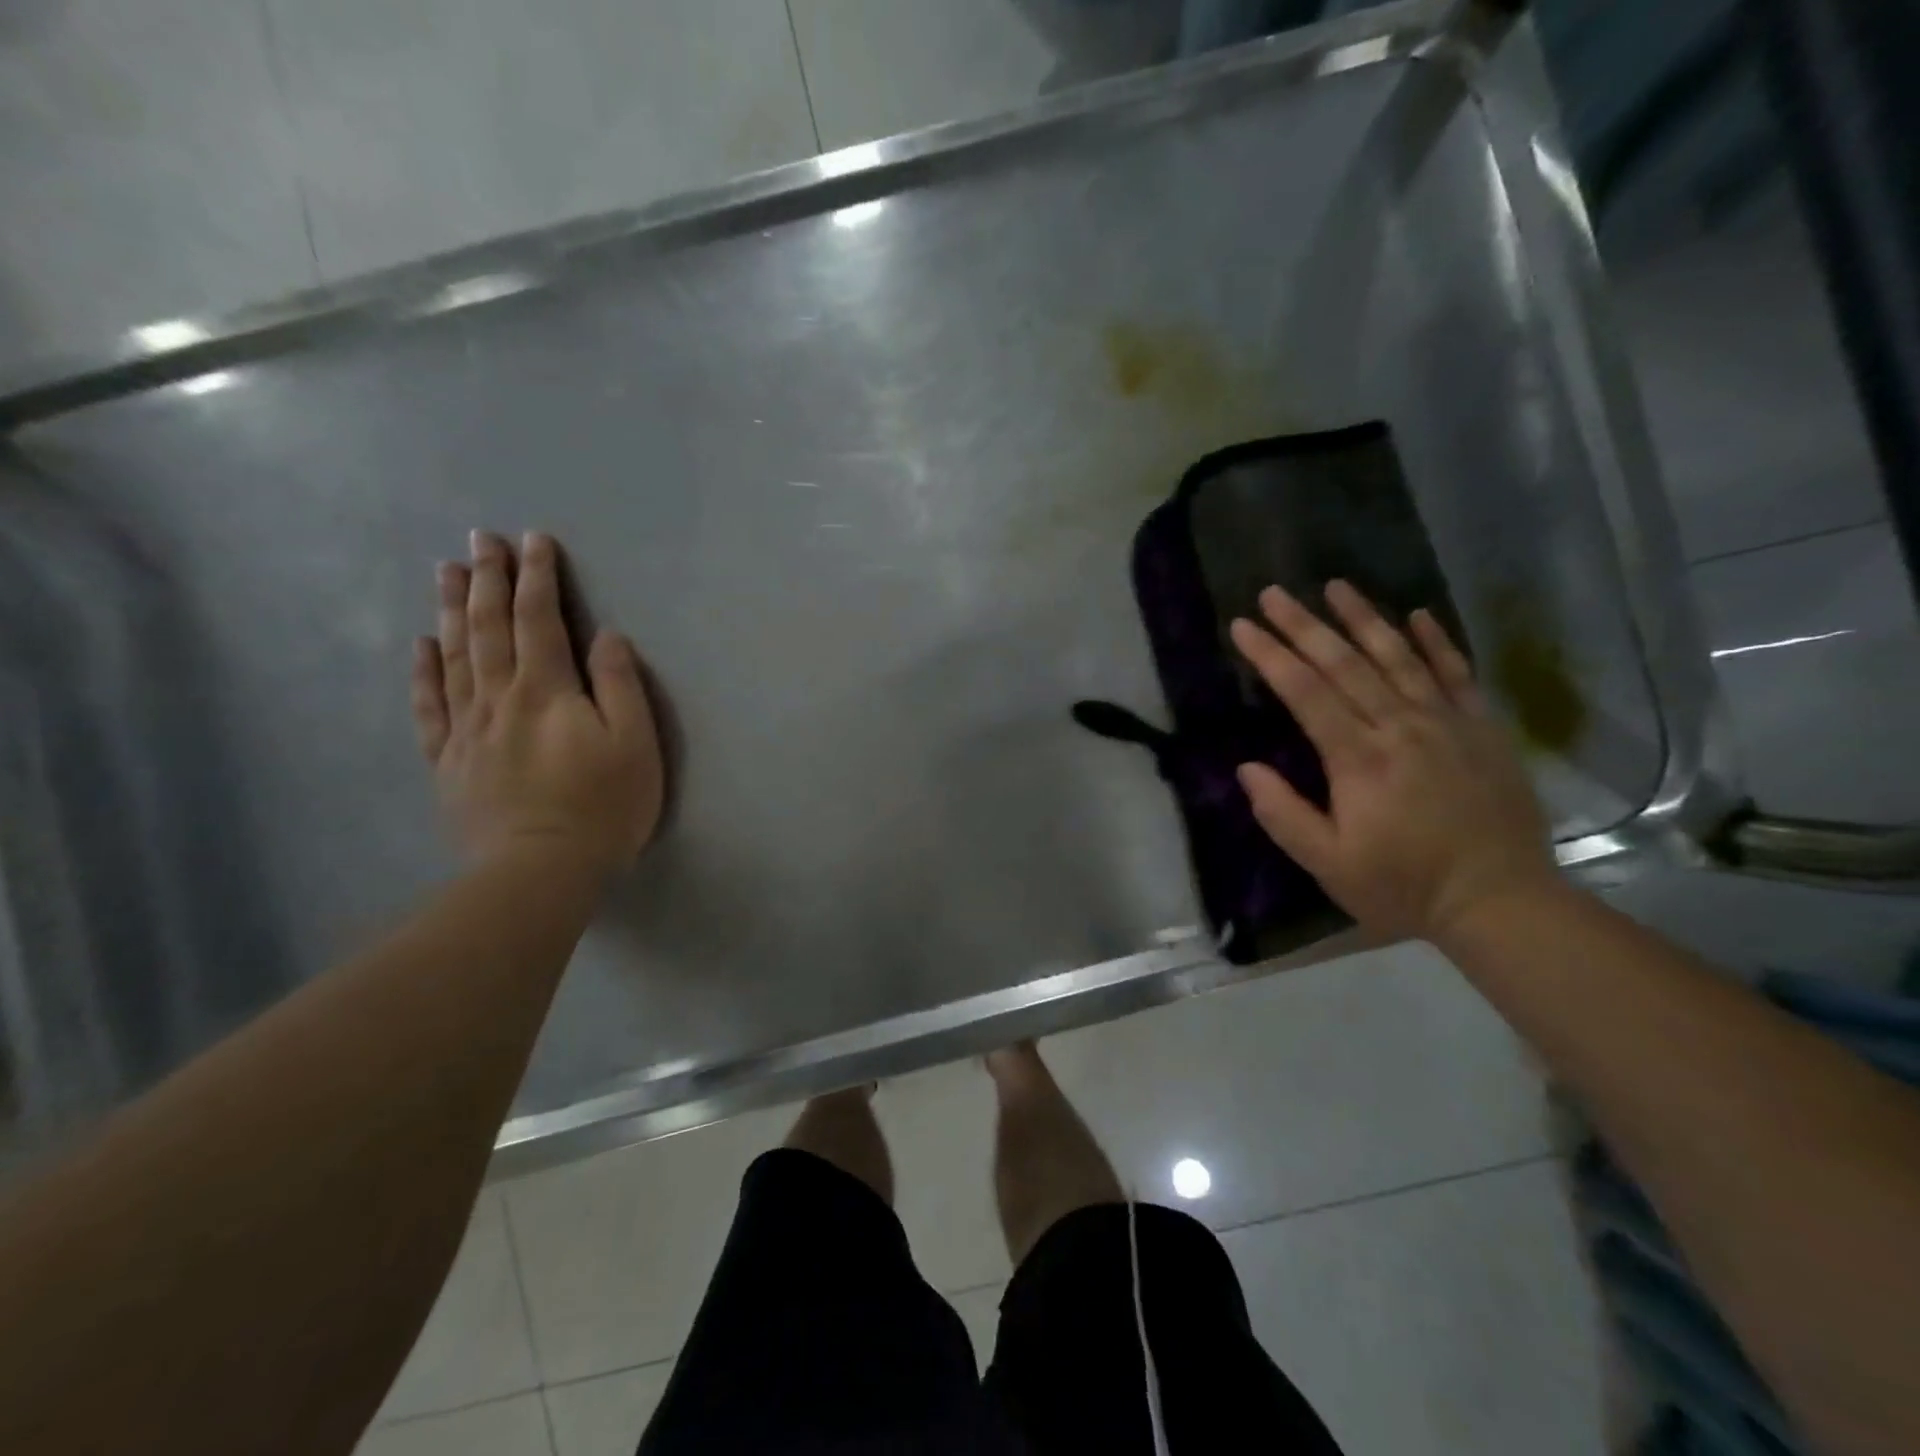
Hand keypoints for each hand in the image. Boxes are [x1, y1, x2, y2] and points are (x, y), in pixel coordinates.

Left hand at [411, 530, 663, 876]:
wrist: (540, 870)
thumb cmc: (603, 806)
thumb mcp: (635, 744)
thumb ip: (620, 685)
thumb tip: (607, 636)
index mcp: (547, 691)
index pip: (540, 620)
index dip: (538, 578)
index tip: (534, 540)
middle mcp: (500, 698)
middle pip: (489, 628)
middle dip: (487, 579)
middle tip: (480, 539)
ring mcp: (468, 729)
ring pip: (454, 656)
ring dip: (450, 610)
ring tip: (446, 571)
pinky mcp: (450, 761)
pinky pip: (430, 706)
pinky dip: (424, 671)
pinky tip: (420, 646)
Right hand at [1229, 581, 1556, 941]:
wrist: (1502, 902)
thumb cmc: (1404, 887)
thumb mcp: (1329, 865)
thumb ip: (1284, 815)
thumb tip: (1247, 768)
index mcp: (1359, 760)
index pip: (1306, 693)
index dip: (1271, 656)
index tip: (1242, 626)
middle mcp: (1401, 728)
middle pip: (1345, 664)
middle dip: (1304, 625)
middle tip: (1272, 592)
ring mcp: (1447, 723)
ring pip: (1399, 657)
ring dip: (1364, 618)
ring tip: (1335, 585)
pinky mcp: (1482, 729)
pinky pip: (1457, 674)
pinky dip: (1437, 641)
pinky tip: (1418, 614)